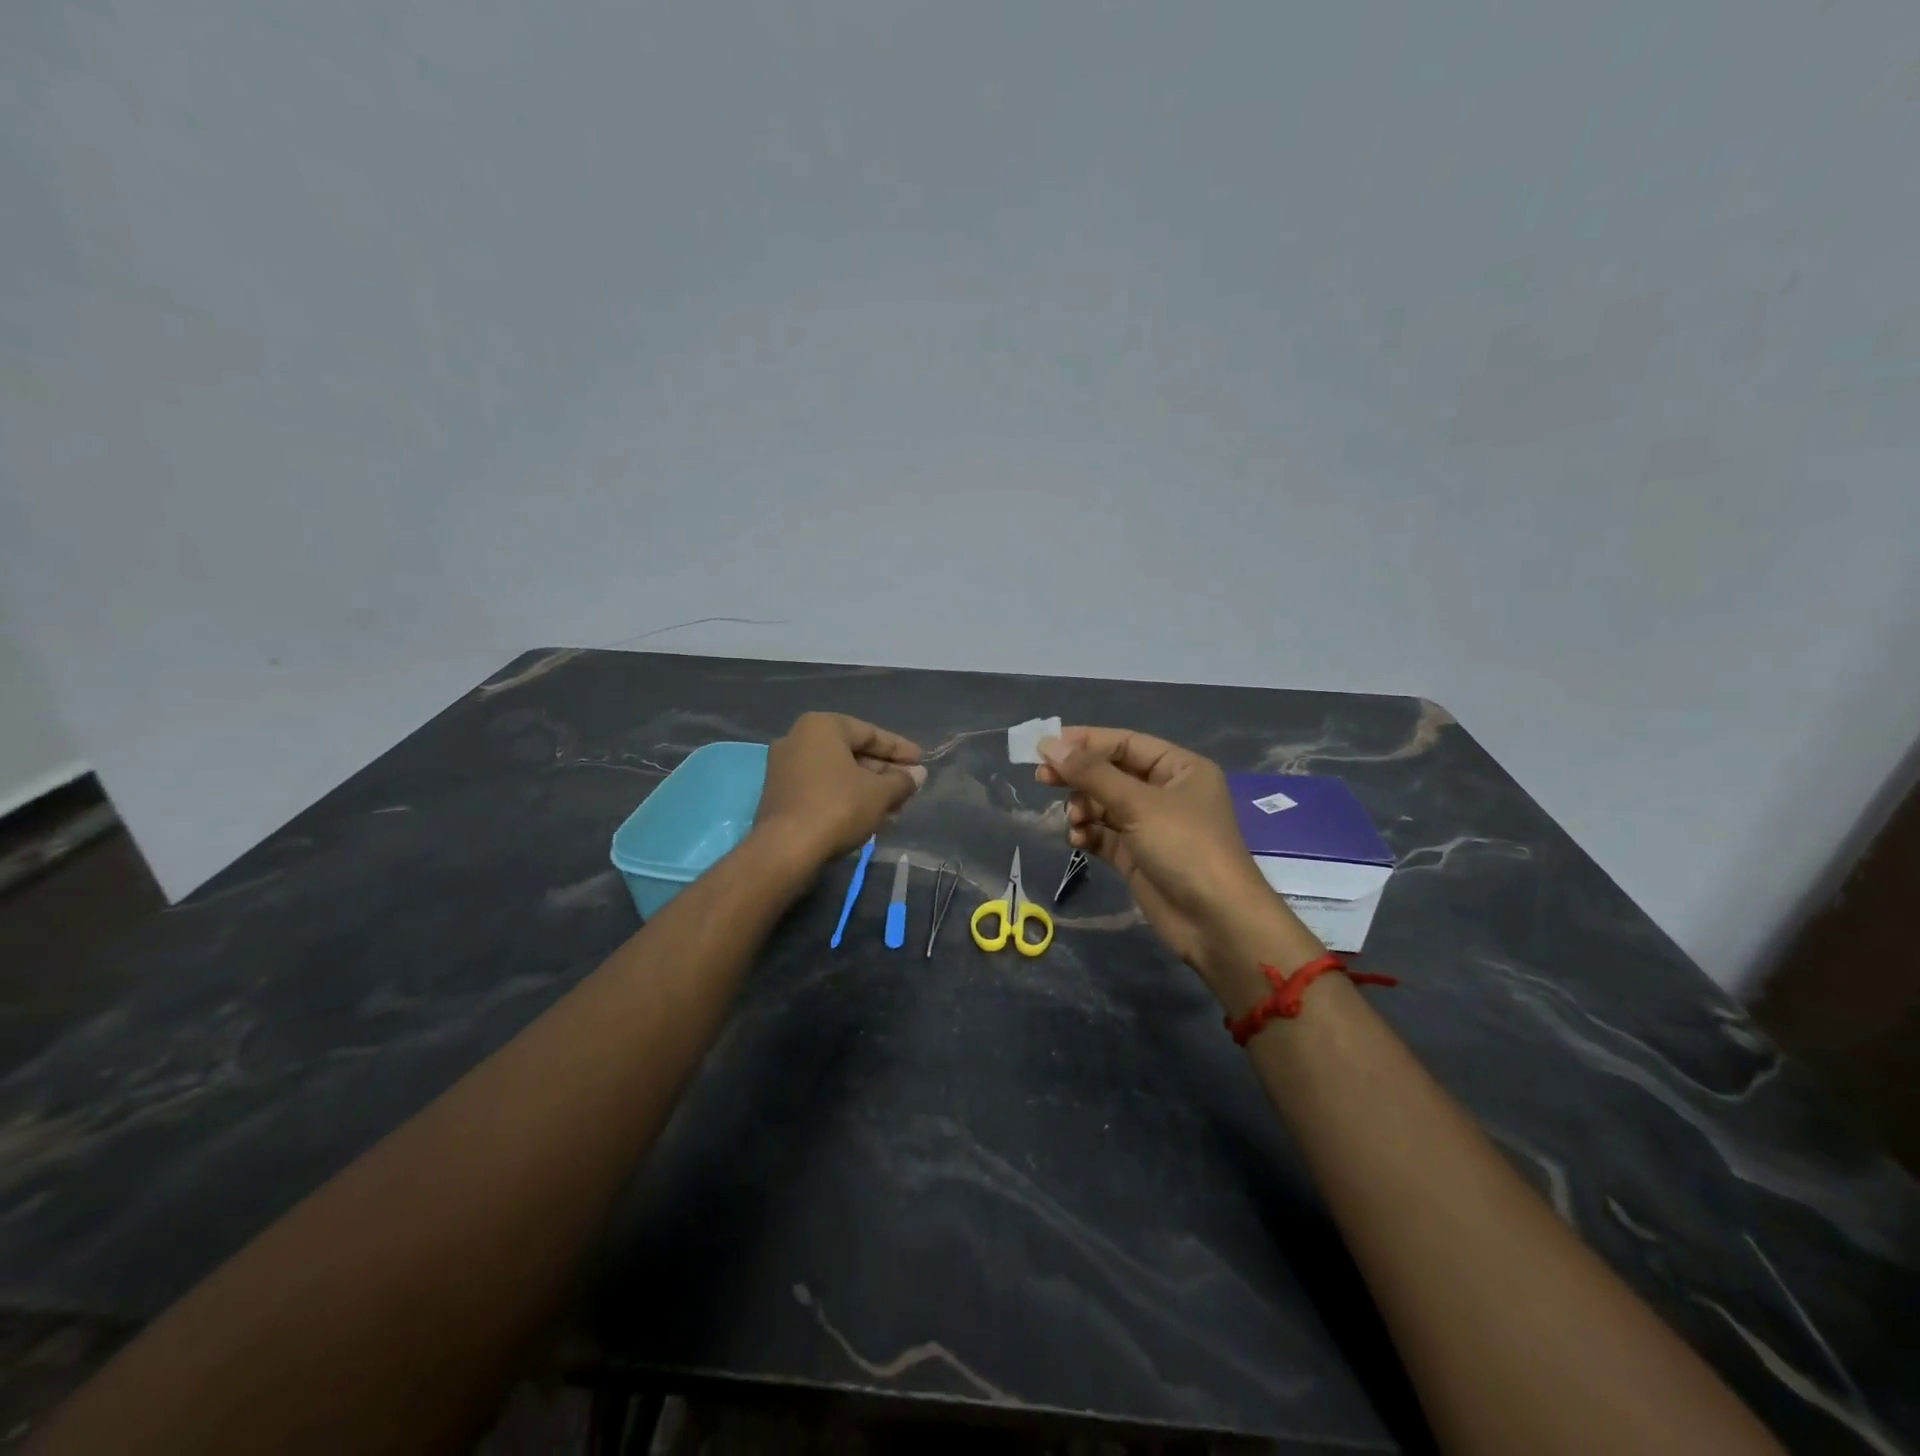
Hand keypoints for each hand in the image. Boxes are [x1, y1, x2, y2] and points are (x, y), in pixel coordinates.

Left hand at [754, 712, 925, 866]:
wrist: (787, 850)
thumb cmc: (838, 807)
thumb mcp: (880, 792)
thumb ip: (902, 780)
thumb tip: (918, 774)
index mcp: (821, 726)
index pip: (870, 733)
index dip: (899, 749)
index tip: (921, 762)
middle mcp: (798, 740)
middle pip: (853, 754)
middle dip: (885, 773)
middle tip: (910, 788)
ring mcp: (786, 769)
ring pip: (839, 775)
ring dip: (870, 790)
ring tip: (897, 808)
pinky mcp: (782, 797)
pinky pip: (824, 790)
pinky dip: (848, 800)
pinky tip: (872, 818)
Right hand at [1036, 728, 1318, 1006]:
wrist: (1215, 922)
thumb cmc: (1184, 848)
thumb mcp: (1137, 803)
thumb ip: (1091, 773)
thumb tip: (1048, 744)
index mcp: (1179, 768)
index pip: (1125, 743)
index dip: (1085, 742)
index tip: (1044, 745)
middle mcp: (1166, 793)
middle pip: (1111, 773)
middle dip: (1079, 777)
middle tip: (1042, 778)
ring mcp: (1151, 827)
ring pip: (1104, 805)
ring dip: (1083, 808)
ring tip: (1073, 821)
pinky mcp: (1138, 857)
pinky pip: (1104, 835)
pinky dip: (1088, 834)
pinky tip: (1077, 840)